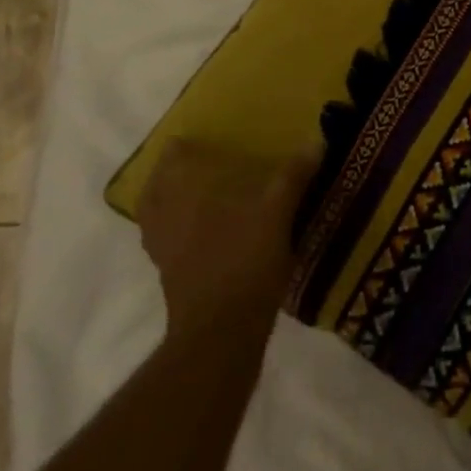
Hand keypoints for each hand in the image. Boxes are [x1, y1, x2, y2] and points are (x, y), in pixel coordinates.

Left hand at [134, 139, 317, 339]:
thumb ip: (293, 177)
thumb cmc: (245, 262)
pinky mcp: (170, 277)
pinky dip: (175, 232)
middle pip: (155, 188)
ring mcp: (163, 250)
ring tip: (191, 197)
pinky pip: (165, 243)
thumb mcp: (277, 214)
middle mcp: (166, 217)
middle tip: (192, 165)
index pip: (173, 159)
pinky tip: (200, 236)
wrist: (221, 331)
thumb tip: (315, 141)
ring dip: (166, 203)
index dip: (180, 147)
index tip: (193, 138)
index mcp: (185, 195)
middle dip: (169, 175)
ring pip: (155, 217)